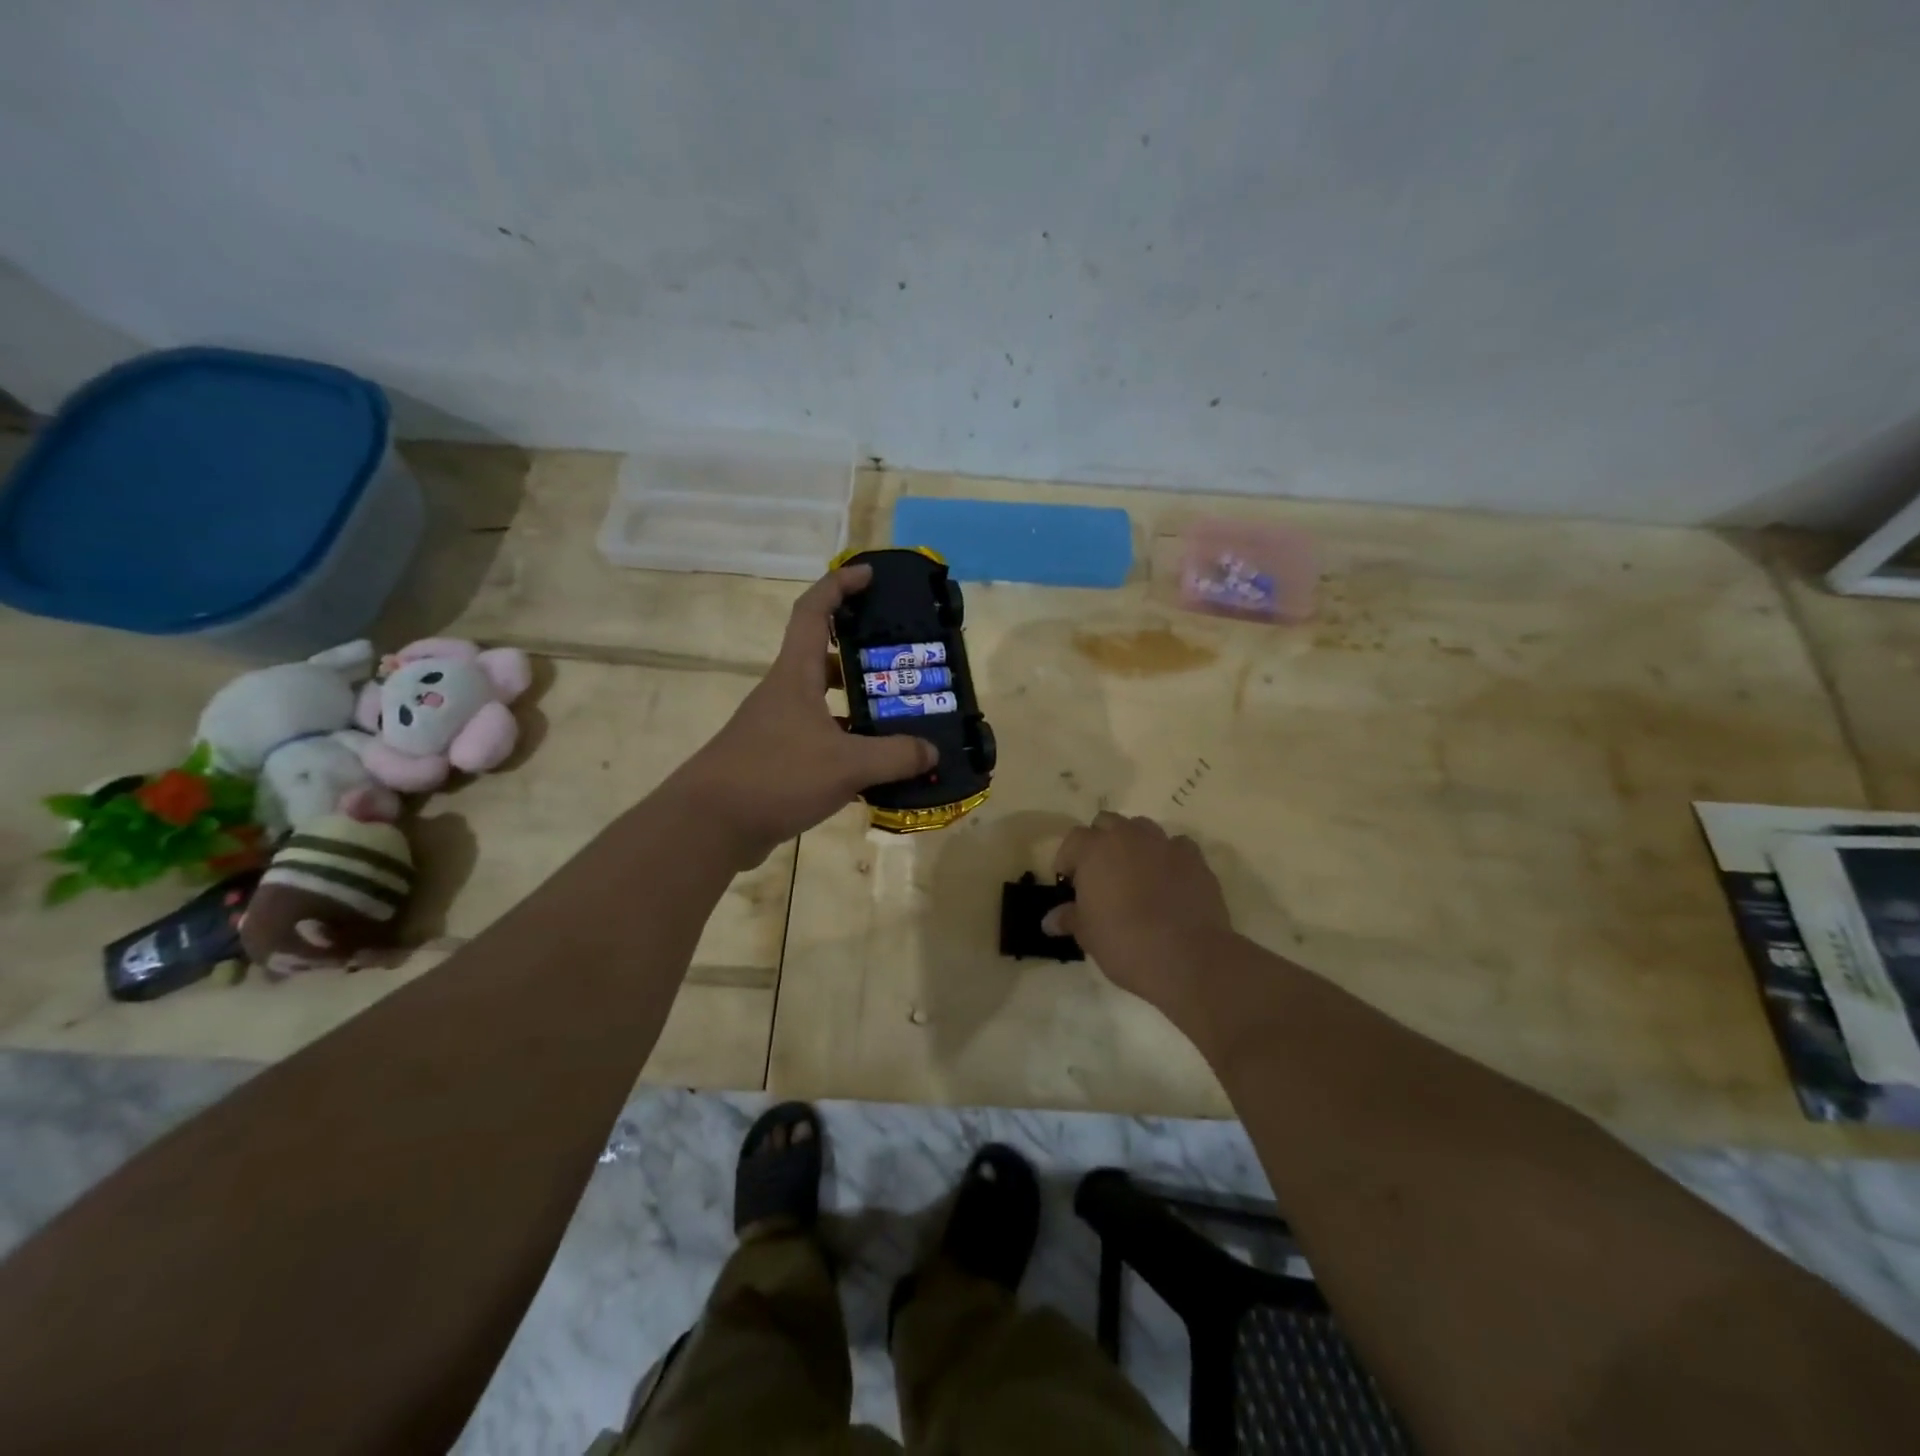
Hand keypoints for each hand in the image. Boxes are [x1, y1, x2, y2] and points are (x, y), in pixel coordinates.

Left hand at [675, 565, 936, 866]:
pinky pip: (820, 745)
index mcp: (794, 676)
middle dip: (861, 656)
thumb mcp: (846, 765)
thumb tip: (932, 752)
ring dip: (858, 709)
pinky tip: (877, 772)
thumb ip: (895, 756)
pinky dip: (848, 750)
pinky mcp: (775, 763)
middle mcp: (783, 695)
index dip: (839, 585)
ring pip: (825, 706)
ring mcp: (776, 730)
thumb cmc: (775, 776)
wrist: (708, 826)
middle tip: (901, 664)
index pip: (813, 612)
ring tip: (901, 719)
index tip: (869, 575)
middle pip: (822, 659)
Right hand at [1046, 812, 1234, 1029]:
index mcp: (1095, 849)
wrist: (1187, 957)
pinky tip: (1168, 880)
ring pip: (1143, 828)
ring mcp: (1164, 844)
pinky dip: (1168, 857)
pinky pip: (1176, 846)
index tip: (1069, 882)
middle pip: (1107, 823)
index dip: (1068, 859)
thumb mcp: (1087, 934)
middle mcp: (1129, 837)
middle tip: (1100, 874)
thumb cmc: (1124, 943)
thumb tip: (1050, 920)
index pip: (1073, 839)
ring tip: (1134, 873)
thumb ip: (1069, 918)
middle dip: (1100, 842)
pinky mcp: (1195, 859)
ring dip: (1134, 844)